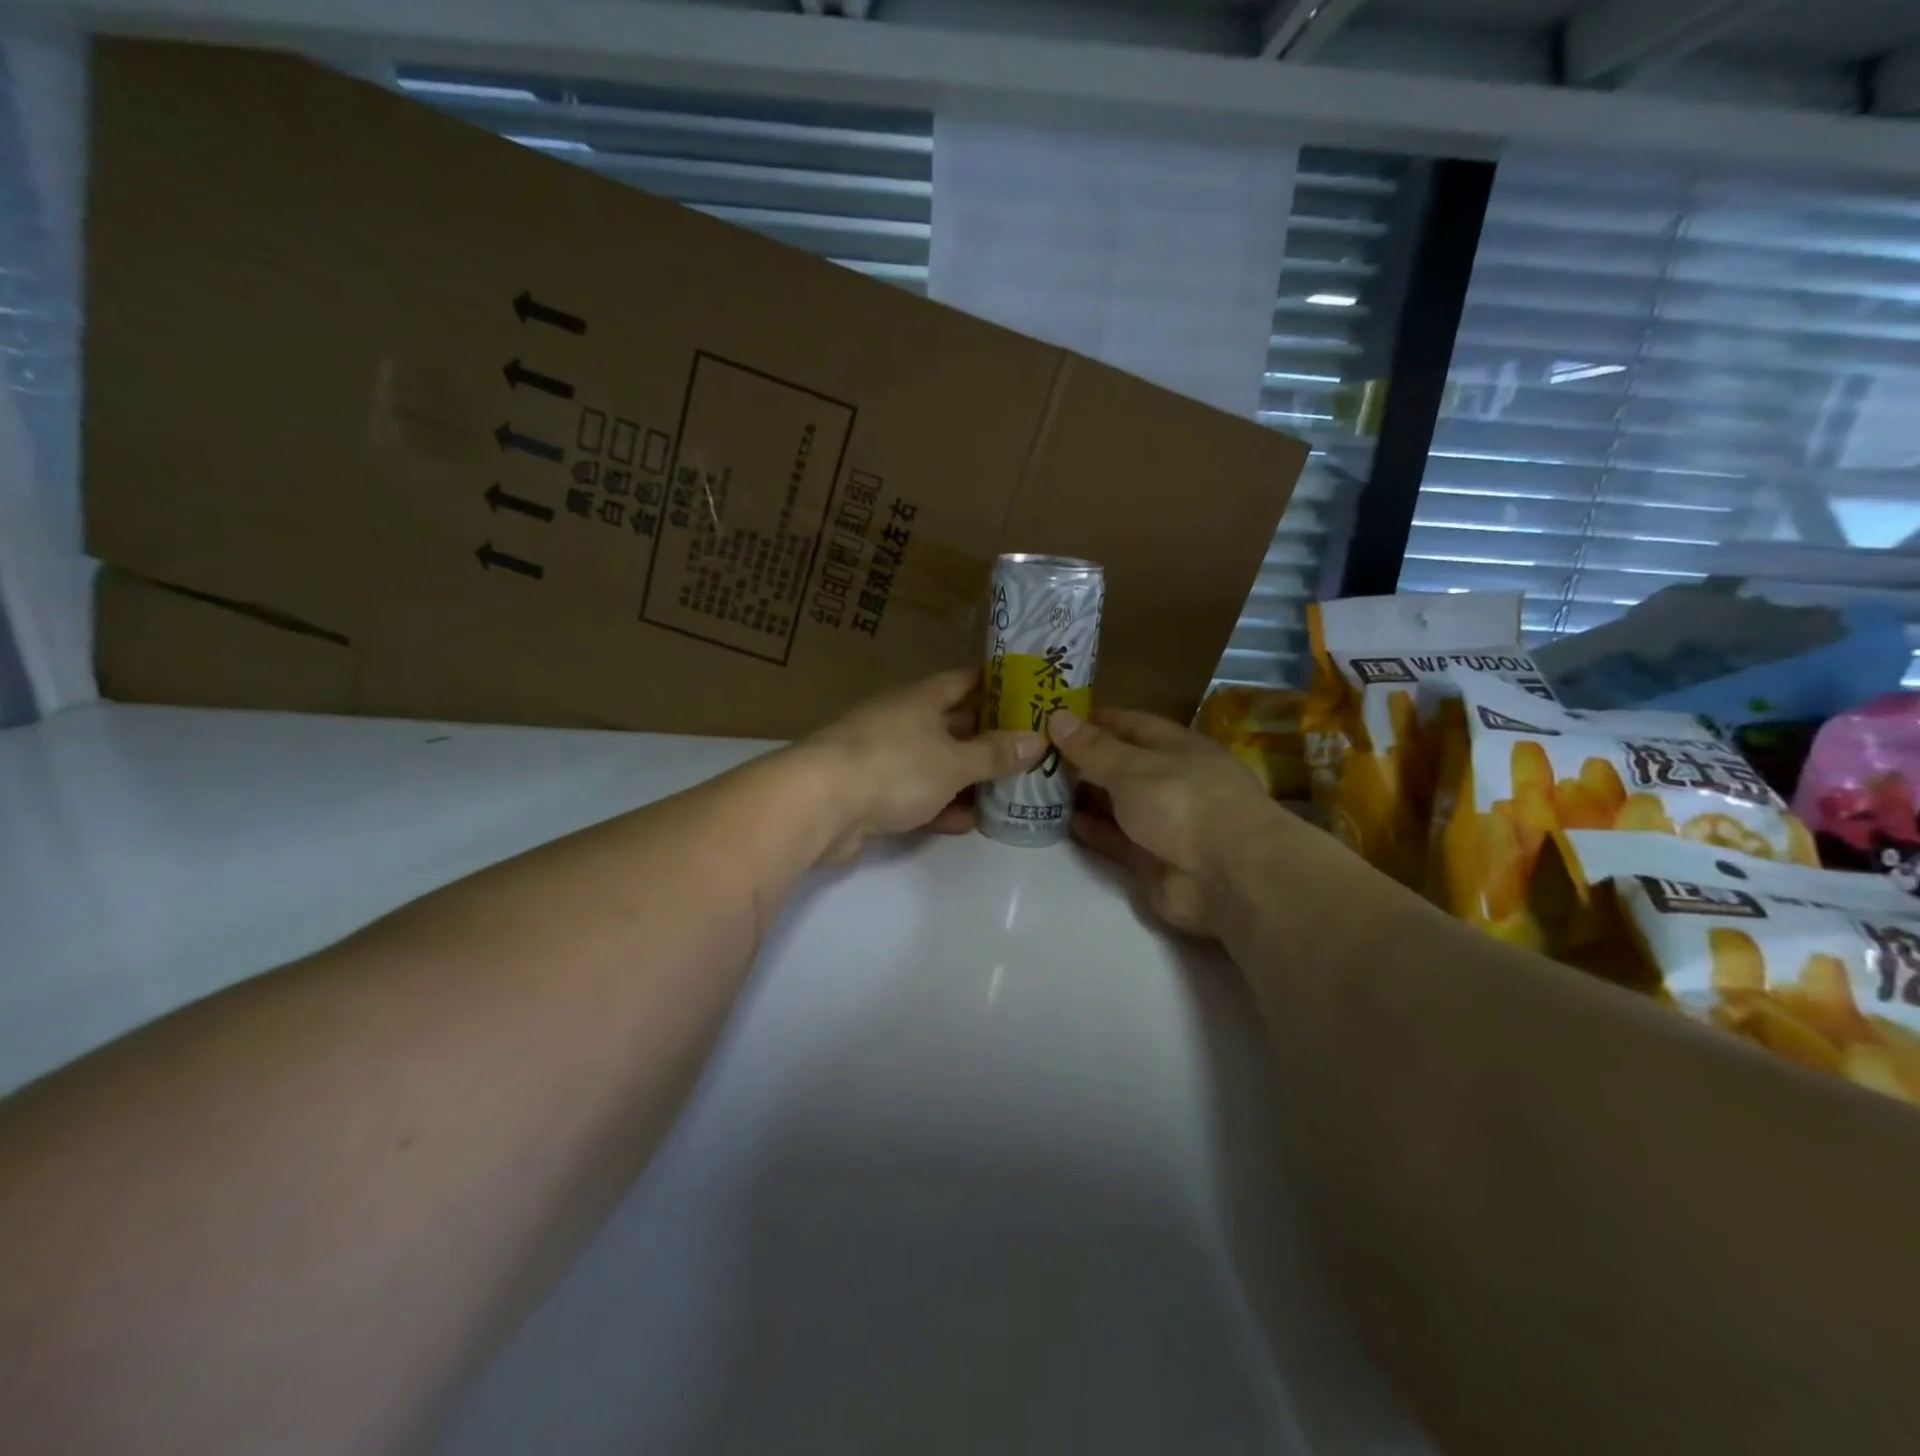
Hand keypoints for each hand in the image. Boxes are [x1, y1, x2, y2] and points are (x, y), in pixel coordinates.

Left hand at [801, 668, 1043, 863]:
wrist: (819, 805)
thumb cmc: (894, 767)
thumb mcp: (953, 762)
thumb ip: (994, 754)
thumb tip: (1036, 740)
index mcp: (920, 699)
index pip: (964, 680)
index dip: (996, 684)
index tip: (1028, 691)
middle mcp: (901, 721)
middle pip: (952, 723)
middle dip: (988, 736)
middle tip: (1029, 749)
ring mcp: (883, 757)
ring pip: (935, 762)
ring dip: (966, 776)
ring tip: (1008, 789)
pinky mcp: (870, 793)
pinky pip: (916, 794)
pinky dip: (940, 805)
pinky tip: (967, 821)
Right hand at [1049, 705, 1268, 935]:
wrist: (1226, 875)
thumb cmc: (1182, 801)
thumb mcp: (1131, 766)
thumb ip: (1092, 747)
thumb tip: (1057, 716)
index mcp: (1178, 748)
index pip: (1132, 724)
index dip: (1097, 719)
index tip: (1057, 716)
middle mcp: (1173, 781)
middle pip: (1123, 765)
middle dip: (1085, 759)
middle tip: (1038, 753)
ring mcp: (1166, 823)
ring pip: (1118, 804)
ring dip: (1085, 797)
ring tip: (1041, 787)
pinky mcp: (1154, 860)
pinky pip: (1117, 840)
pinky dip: (1094, 831)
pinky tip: (1064, 821)